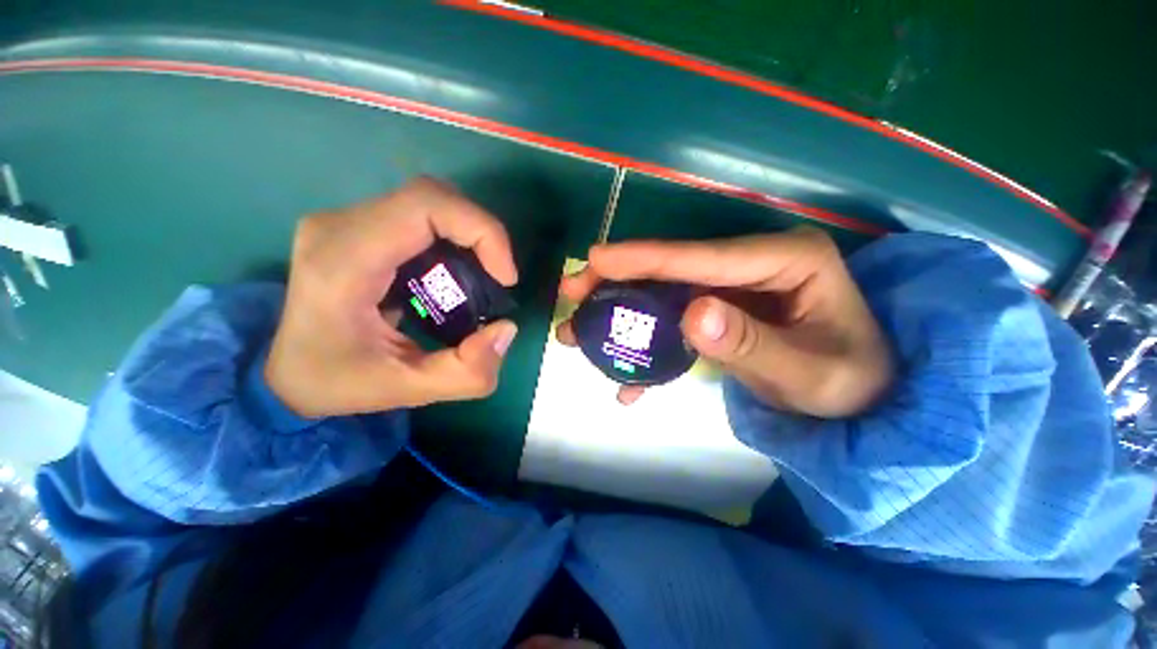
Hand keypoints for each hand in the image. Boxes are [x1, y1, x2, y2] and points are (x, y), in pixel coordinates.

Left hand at [265, 178, 518, 417]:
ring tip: (481, 276)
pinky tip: (455, 272)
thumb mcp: (407, 390)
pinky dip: (452, 237)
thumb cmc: (336, 382)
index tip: (505, 277)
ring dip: (468, 235)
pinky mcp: (357, 227)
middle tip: (497, 276)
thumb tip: (507, 328)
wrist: (285, 372)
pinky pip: (419, 215)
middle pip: (431, 197)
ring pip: (428, 202)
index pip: (425, 206)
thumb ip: (466, 373)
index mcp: (344, 261)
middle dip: (481, 233)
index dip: (482, 231)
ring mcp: (345, 221)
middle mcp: (339, 226)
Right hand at [557, 228, 892, 416]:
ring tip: (581, 331)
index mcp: (785, 258)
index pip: (702, 257)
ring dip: (621, 312)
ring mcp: (731, 285)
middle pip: (671, 268)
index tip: (595, 258)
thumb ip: (750, 346)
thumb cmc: (847, 383)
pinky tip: (630, 378)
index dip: (645, 259)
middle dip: (618, 281)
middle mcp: (751, 262)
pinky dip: (648, 345)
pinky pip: (673, 319)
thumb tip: (691, 313)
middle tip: (573, 292)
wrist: (862, 399)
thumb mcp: (808, 374)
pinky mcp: (718, 308)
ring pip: (662, 292)